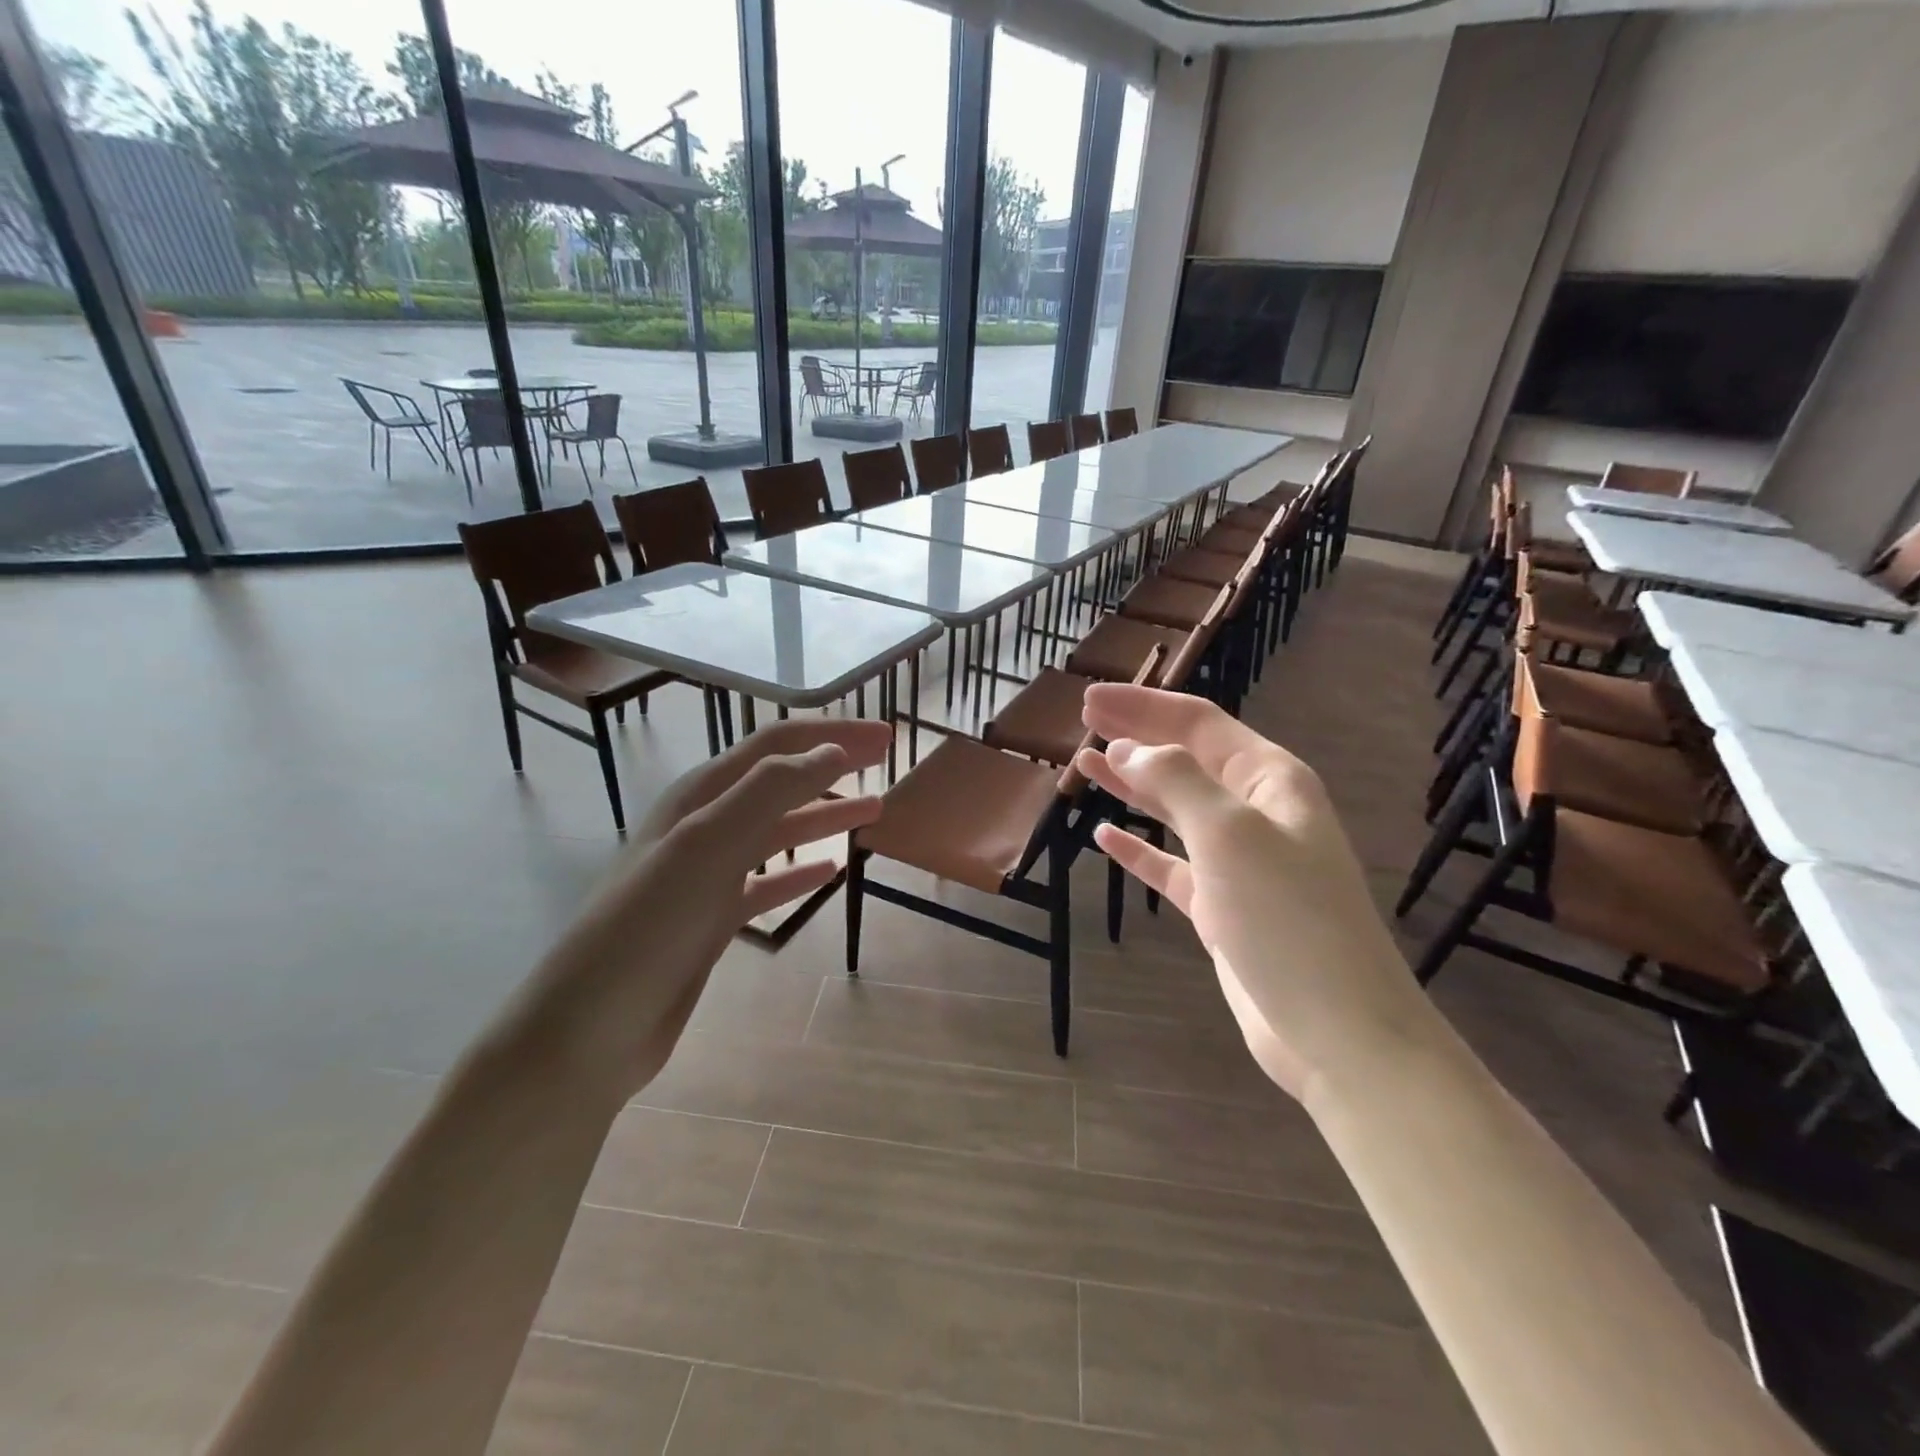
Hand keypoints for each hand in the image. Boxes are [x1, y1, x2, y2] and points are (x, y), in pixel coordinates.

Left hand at [516, 716, 890, 1100]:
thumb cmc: (649, 926)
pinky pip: (767, 882)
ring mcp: (707, 874)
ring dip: (823, 814)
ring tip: (873, 809)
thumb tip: (833, 751)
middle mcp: (703, 826)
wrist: (589, 1028)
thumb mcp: (707, 844)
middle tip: (885, 760)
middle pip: (779, 781)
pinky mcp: (711, 919)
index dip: (831, 734)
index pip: (776, 747)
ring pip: (777, 830)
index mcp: (700, 797)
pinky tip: (829, 871)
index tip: (884, 737)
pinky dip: (799, 871)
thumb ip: (770, 791)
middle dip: (832, 765)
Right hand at [1075, 686, 1428, 1100]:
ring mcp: (1239, 860)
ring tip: (1084, 766)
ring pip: (1175, 808)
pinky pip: (1171, 863)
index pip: (1198, 723)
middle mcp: (1256, 811)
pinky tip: (1107, 836)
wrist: (1336, 1029)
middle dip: (1136, 736)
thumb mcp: (1229, 834)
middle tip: (1083, 721)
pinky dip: (1139, 848)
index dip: (1143, 705)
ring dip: (1132, 785)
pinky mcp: (1222, 905)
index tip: (1090, 700)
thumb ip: (1175, 781)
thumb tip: (1127, 750)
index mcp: (1270, 779)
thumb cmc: (1286, 918)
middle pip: (1185, 758)